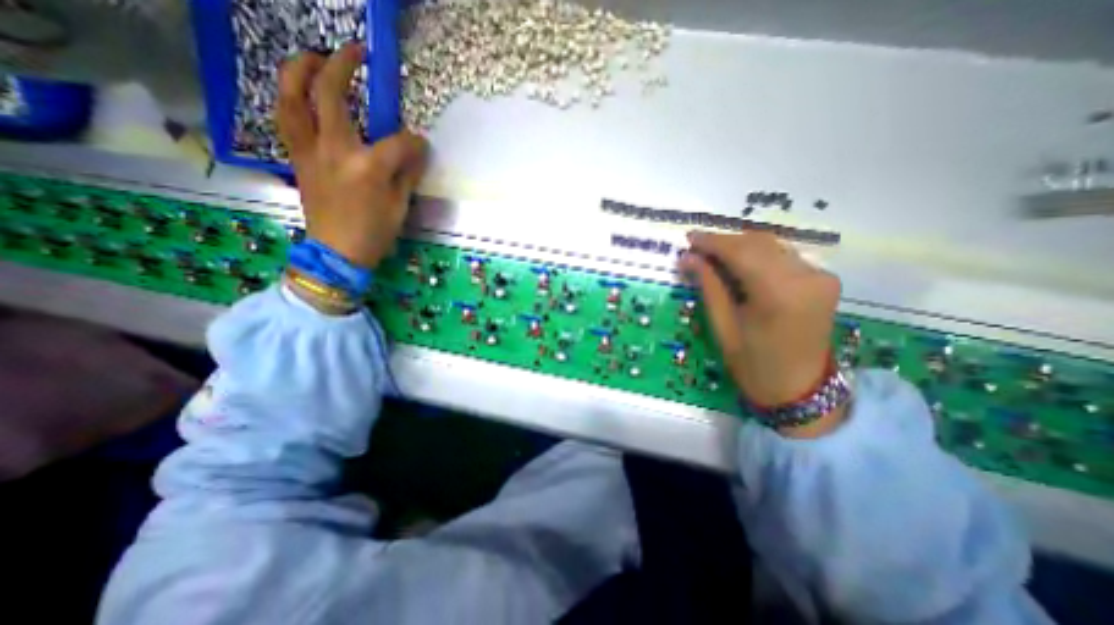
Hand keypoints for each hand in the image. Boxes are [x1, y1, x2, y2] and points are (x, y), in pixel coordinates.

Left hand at [280, 44, 426, 267]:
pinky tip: (300, 94)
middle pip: (331, 94)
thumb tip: (415, 152)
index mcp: (369, 167)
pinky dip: (291, 99)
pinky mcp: (298, 158)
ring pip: (292, 97)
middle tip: (354, 51)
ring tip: (312, 57)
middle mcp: (335, 150)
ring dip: (299, 69)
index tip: (421, 145)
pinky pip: (287, 119)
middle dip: (342, 65)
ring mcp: (310, 151)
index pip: (398, 142)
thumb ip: (407, 174)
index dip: (414, 142)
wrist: (337, 253)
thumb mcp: (400, 206)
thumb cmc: (375, 233)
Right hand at [680, 230, 845, 439]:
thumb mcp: (722, 326)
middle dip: (725, 242)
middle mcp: (806, 277)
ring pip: (772, 246)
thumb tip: (688, 257)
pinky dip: (759, 255)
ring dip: (741, 247)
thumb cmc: (753, 364)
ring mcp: (820, 276)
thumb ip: (708, 286)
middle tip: (698, 248)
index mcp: (779, 294)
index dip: (712, 242)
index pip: (741, 252)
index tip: (689, 238)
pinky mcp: (824, 279)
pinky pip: (784, 256)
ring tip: (715, 256)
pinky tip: (741, 265)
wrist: (800, 389)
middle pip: (758, 243)